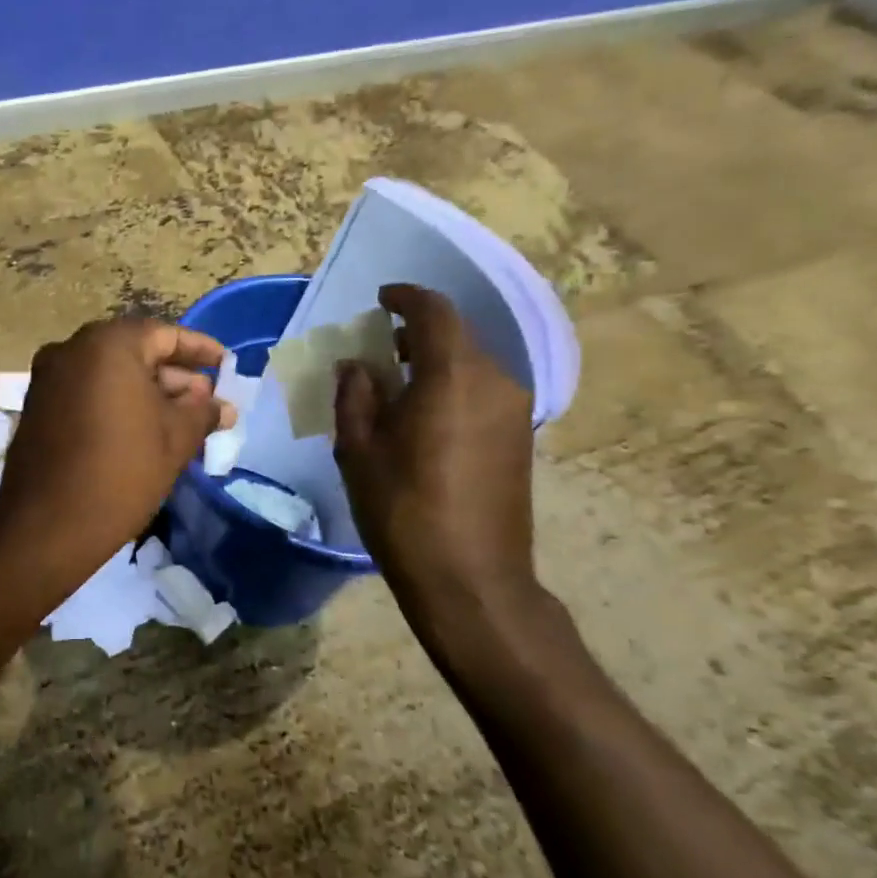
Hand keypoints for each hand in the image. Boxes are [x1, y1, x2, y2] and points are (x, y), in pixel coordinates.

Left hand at [0, 317, 235, 586]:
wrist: (47, 527)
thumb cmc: (121, 472)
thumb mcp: (175, 440)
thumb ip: (202, 412)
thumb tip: (222, 406)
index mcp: (107, 345)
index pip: (164, 335)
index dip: (199, 350)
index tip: (225, 365)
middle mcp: (71, 350)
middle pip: (134, 352)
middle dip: (174, 376)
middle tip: (206, 401)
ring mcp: (48, 378)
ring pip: (109, 375)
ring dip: (147, 392)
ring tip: (183, 421)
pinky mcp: (37, 407)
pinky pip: (87, 392)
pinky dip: (117, 403)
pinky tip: (144, 430)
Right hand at [333, 284, 538, 612]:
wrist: (471, 579)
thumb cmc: (403, 509)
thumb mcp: (358, 450)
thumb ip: (355, 395)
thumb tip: (358, 365)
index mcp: (453, 375)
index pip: (434, 311)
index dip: (406, 297)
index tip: (381, 299)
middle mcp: (495, 381)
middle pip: (456, 336)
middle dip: (417, 334)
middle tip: (379, 351)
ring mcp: (514, 411)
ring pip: (471, 365)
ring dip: (435, 363)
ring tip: (397, 389)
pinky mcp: (521, 438)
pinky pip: (482, 393)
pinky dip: (452, 388)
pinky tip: (424, 419)